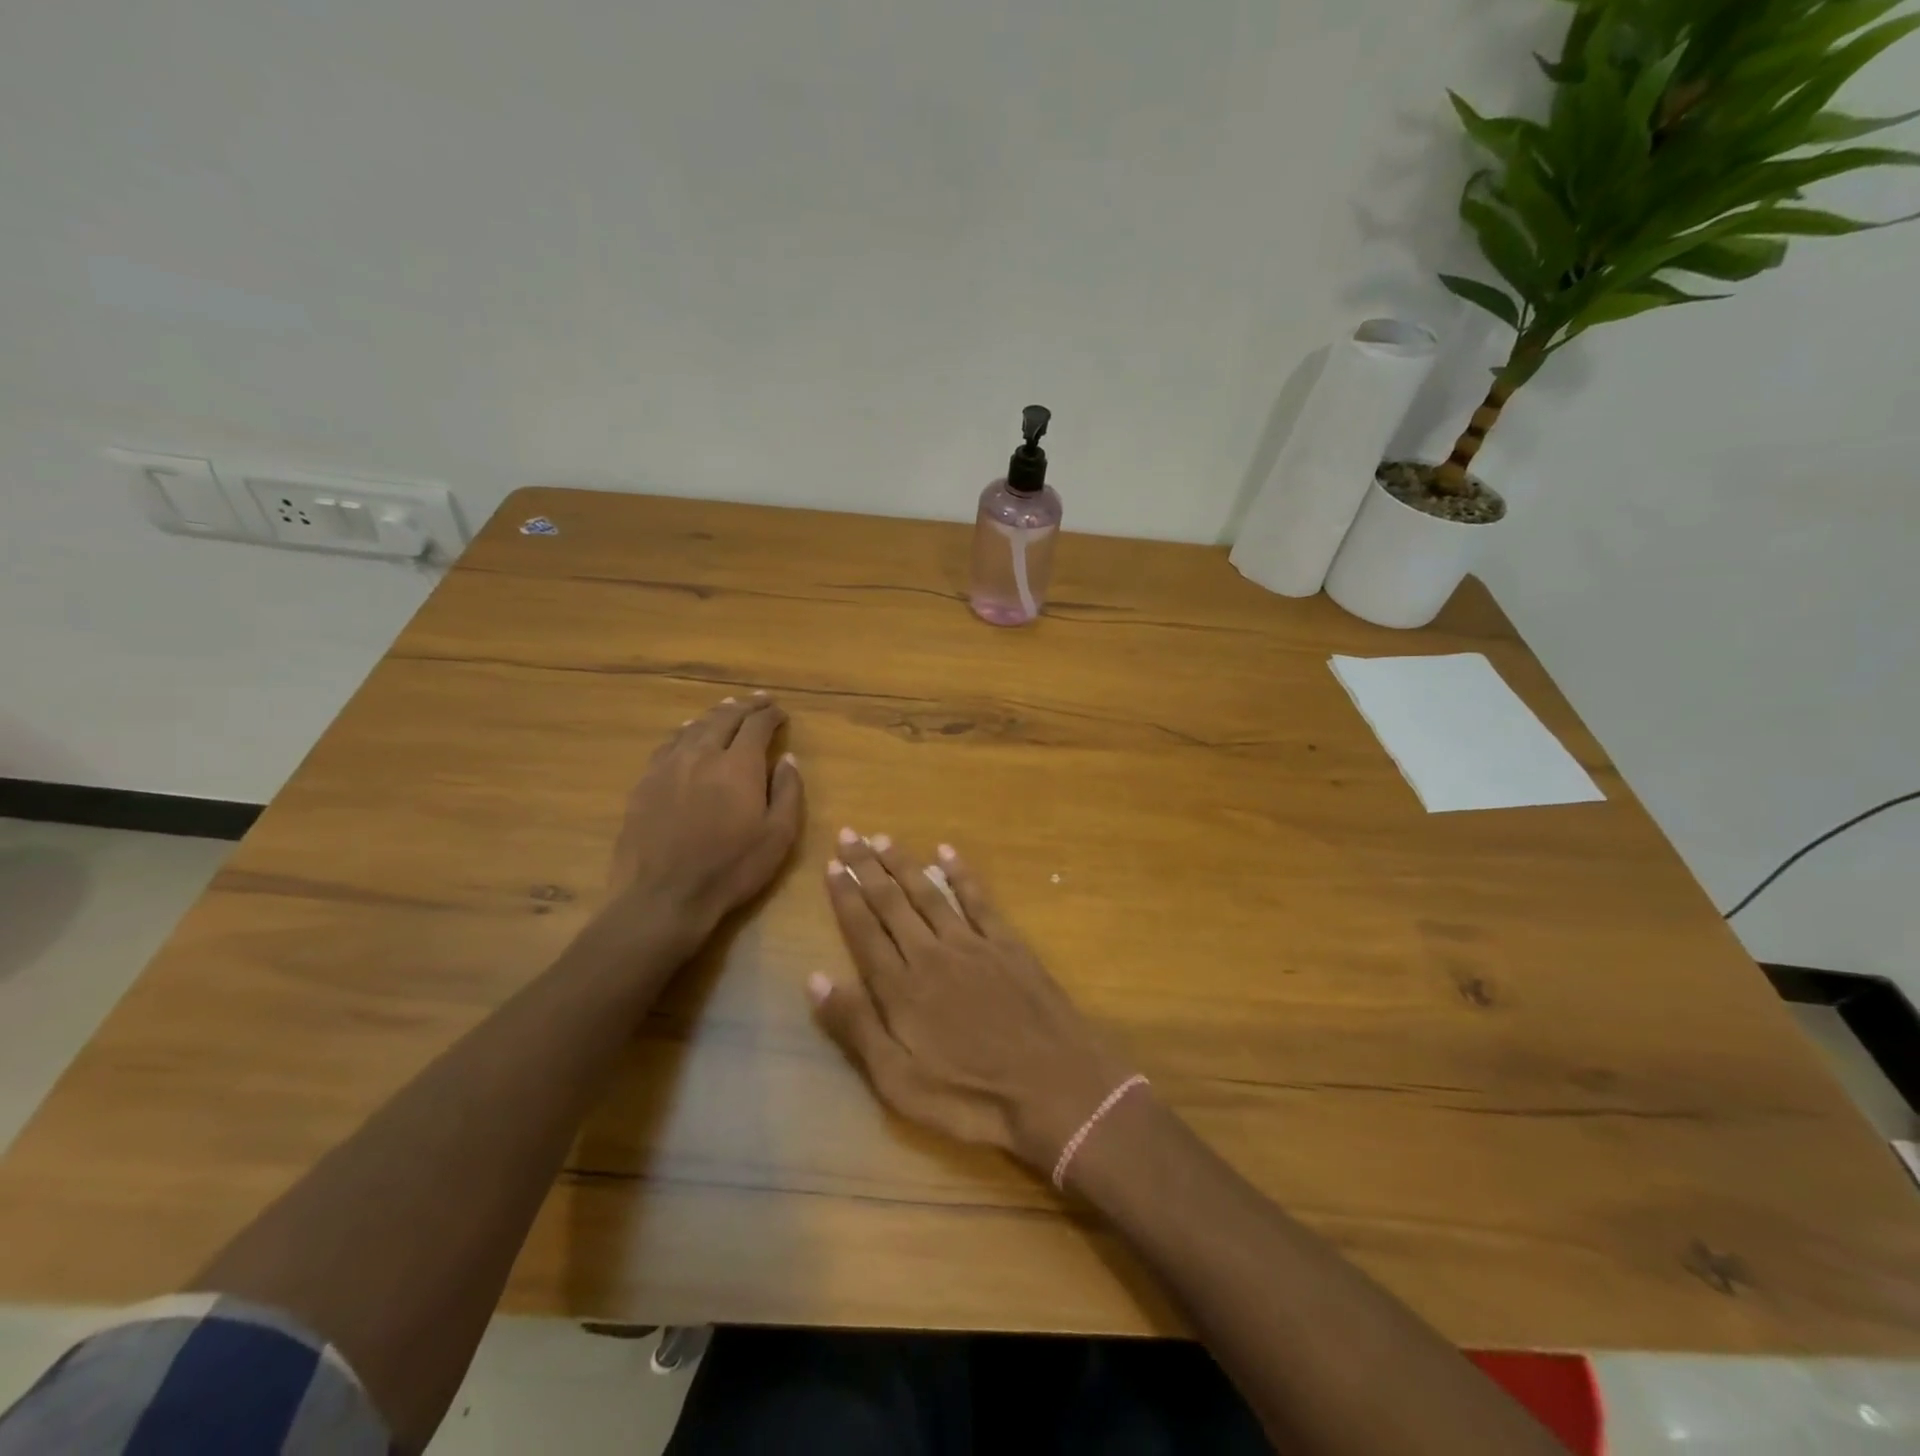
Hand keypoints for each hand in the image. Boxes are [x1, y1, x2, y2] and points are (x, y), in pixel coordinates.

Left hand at [604, 694, 803, 954]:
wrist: (663, 896)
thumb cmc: (730, 869)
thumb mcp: (778, 836)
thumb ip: (788, 792)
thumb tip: (788, 758)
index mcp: (739, 765)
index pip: (757, 725)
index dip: (771, 715)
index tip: (781, 713)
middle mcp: (703, 754)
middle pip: (724, 718)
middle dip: (745, 706)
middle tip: (759, 701)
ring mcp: (669, 766)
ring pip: (694, 727)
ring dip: (715, 714)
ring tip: (727, 707)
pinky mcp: (645, 782)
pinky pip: (669, 744)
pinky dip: (685, 731)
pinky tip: (688, 733)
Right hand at [809, 831, 1132, 1174]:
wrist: (1054, 1087)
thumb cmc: (970, 1097)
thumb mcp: (899, 1082)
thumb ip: (857, 1027)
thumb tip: (815, 978)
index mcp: (901, 988)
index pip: (864, 931)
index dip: (846, 897)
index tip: (832, 866)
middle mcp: (931, 954)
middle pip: (891, 903)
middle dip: (867, 867)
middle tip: (849, 834)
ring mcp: (972, 944)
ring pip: (928, 893)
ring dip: (904, 864)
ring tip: (883, 839)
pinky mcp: (1007, 944)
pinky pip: (978, 899)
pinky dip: (960, 873)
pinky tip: (946, 853)